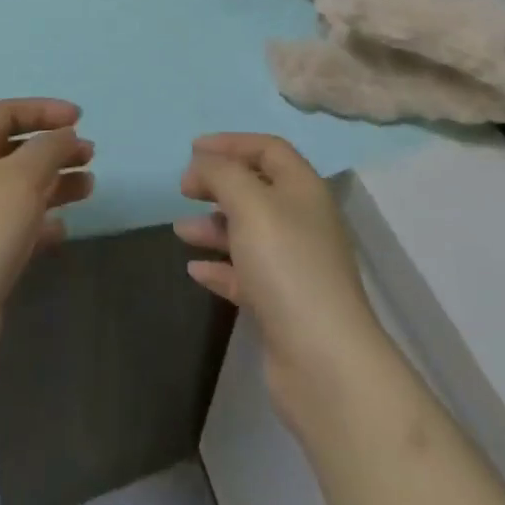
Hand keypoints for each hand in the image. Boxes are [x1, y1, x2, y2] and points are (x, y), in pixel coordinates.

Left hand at [0, 99, 93, 381]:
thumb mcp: (22, 176)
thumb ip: (49, 148)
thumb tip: (65, 136)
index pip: (5, 112)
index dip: (43, 110)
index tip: (79, 119)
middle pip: (14, 150)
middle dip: (54, 148)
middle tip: (89, 155)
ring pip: (19, 188)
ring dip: (55, 182)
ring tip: (89, 188)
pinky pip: (16, 226)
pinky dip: (42, 222)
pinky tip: (63, 229)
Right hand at [174, 133, 386, 428]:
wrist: (324, 362)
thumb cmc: (287, 266)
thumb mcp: (250, 204)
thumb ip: (222, 174)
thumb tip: (202, 165)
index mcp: (303, 189)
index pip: (268, 149)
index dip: (231, 143)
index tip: (192, 150)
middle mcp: (302, 221)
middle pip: (256, 188)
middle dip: (218, 184)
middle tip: (184, 189)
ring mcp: (294, 265)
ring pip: (248, 232)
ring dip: (214, 226)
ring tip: (181, 231)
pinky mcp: (282, 304)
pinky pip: (245, 274)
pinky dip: (220, 267)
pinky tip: (195, 270)